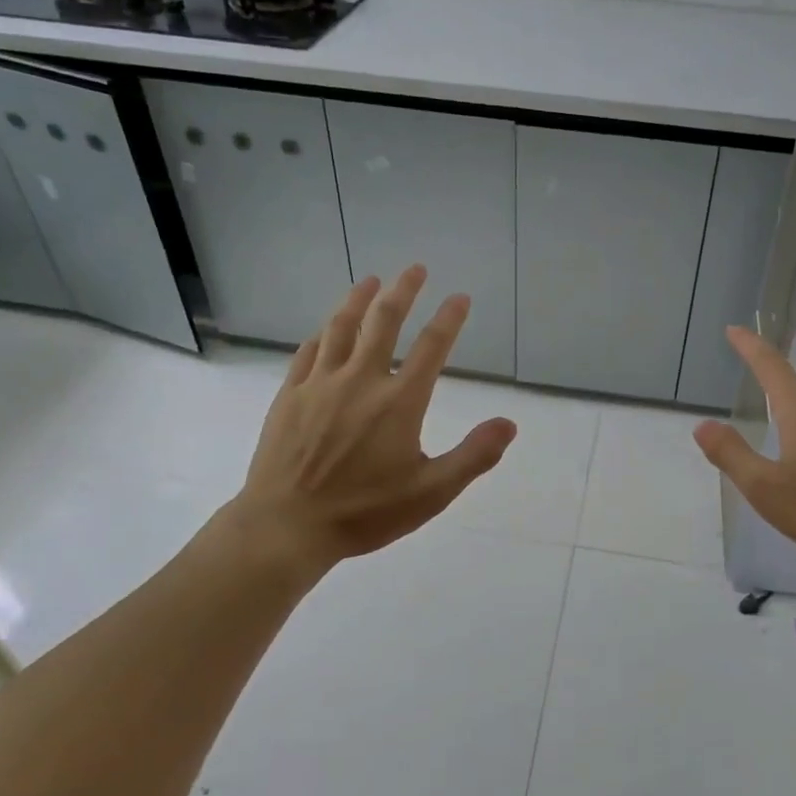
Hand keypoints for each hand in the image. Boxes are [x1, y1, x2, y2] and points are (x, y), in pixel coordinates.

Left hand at [231, 266, 516, 578]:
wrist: (286, 526)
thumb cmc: (364, 512)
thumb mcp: (431, 492)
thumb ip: (473, 456)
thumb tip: (509, 424)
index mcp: (399, 401)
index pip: (432, 347)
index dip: (449, 318)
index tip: (460, 297)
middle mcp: (361, 380)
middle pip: (384, 322)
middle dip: (403, 291)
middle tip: (415, 269)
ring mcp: (321, 384)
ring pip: (341, 327)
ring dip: (358, 300)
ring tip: (370, 280)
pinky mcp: (290, 395)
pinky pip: (308, 352)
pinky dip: (322, 334)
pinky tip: (326, 329)